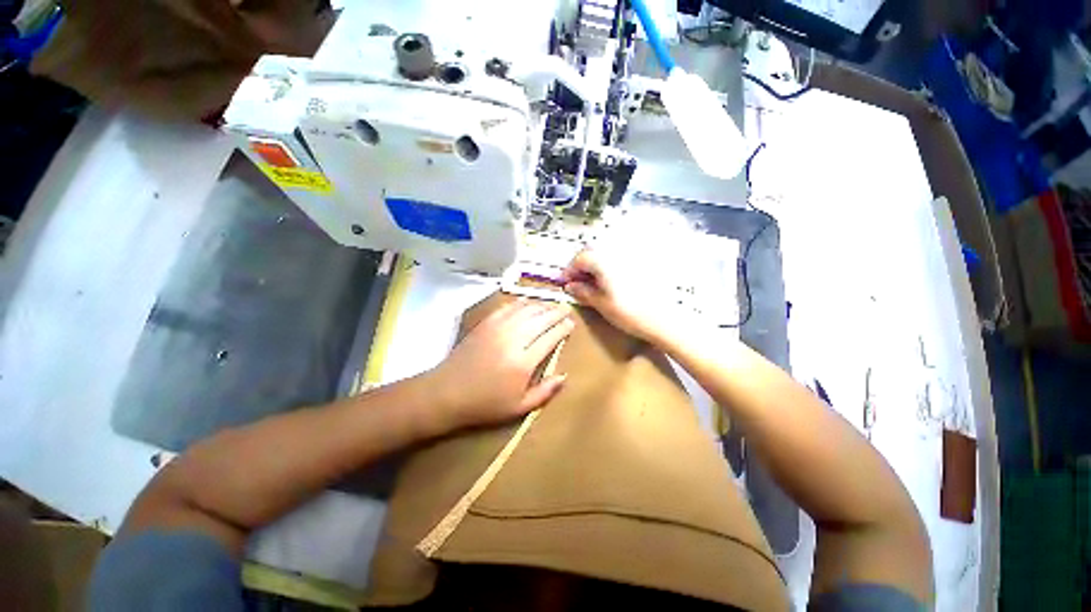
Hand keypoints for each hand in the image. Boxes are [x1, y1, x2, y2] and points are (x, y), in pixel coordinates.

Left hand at [426, 299, 573, 433]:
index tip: (571, 324)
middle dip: (556, 312)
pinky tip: (527, 302)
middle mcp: (513, 339)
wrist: (447, 392)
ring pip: (526, 310)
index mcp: (523, 362)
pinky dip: (521, 303)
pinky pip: (508, 307)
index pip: (550, 337)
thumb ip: (545, 392)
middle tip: (566, 308)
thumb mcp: (519, 407)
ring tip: (552, 304)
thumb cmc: (485, 404)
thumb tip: (564, 376)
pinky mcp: (486, 323)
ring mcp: (498, 328)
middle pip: (541, 319)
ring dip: (541, 305)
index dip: (563, 328)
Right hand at [560, 249, 676, 343]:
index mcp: (604, 260)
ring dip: (594, 267)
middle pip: (592, 253)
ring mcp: (630, 256)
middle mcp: (616, 252)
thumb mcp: (601, 303)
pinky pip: (617, 260)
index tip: (566, 283)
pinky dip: (608, 268)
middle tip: (578, 284)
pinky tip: (609, 283)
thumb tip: (570, 286)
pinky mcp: (641, 263)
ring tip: (593, 285)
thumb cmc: (629, 312)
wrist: (664, 318)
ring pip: (605, 255)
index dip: (570, 270)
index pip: (579, 258)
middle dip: (581, 267)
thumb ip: (583, 291)